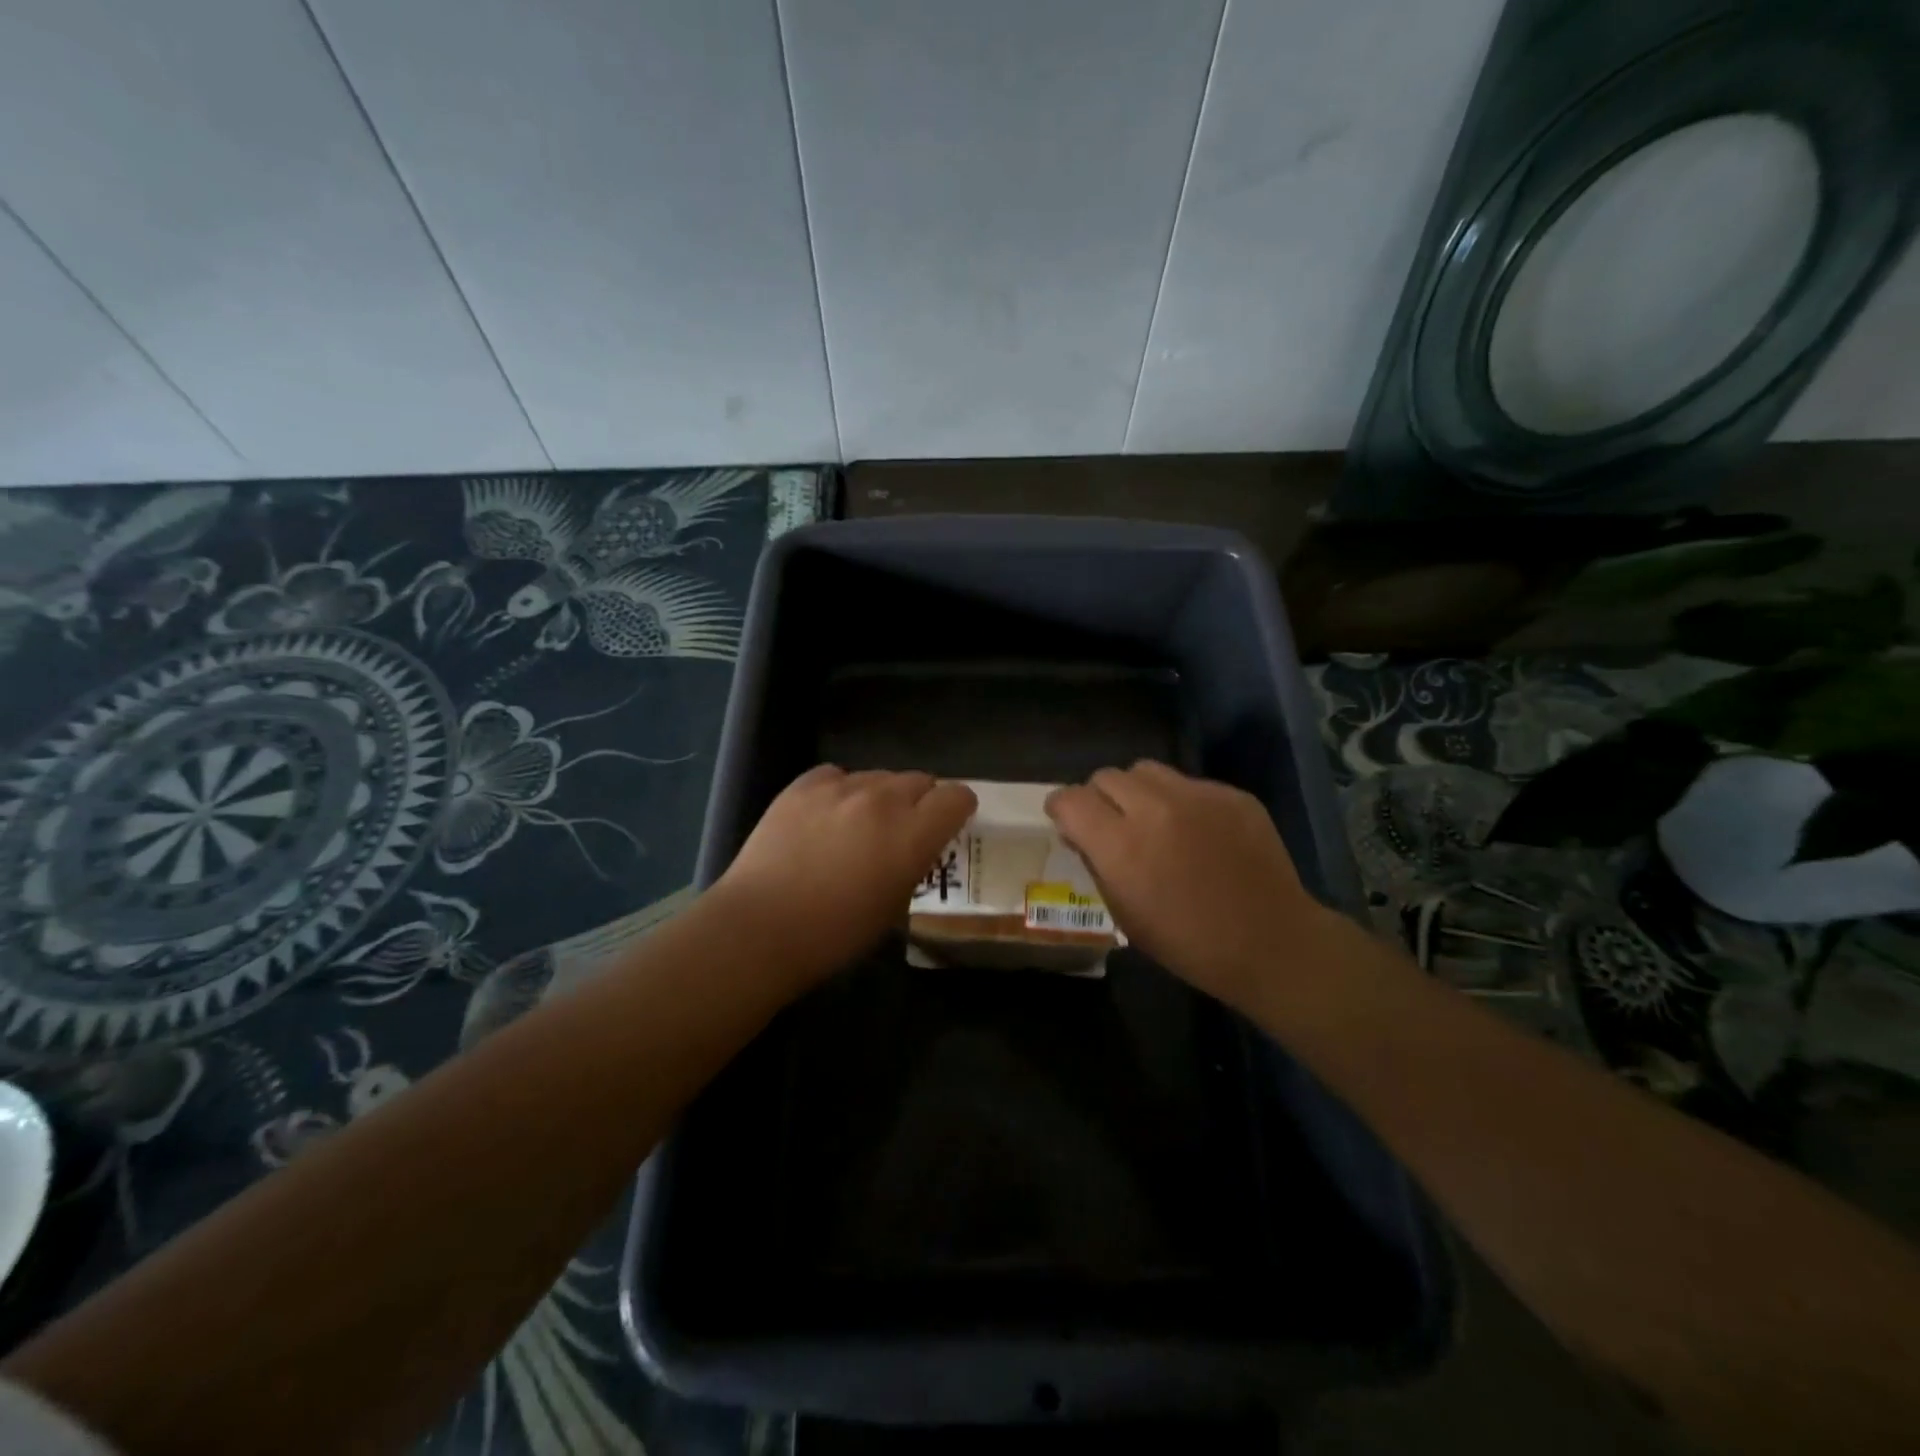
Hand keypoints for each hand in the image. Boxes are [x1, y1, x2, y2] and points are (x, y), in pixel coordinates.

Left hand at [713, 766, 975, 982]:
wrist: (761, 927)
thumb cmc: (835, 933)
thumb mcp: (895, 905)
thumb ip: (915, 862)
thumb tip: (917, 844)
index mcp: (912, 834)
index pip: (956, 796)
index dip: (958, 809)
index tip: (949, 825)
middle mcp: (883, 799)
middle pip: (920, 780)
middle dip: (921, 801)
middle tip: (903, 830)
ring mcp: (840, 787)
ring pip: (879, 776)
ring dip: (882, 796)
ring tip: (860, 825)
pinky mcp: (803, 785)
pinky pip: (838, 775)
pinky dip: (842, 791)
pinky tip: (827, 816)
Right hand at [1046, 761, 1338, 1009]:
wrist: (1271, 943)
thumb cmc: (1188, 944)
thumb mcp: (1125, 914)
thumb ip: (1097, 864)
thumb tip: (1082, 835)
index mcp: (1121, 845)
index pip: (1070, 799)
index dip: (1061, 808)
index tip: (1066, 821)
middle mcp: (1154, 809)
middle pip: (1106, 777)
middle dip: (1098, 798)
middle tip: (1112, 824)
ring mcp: (1197, 796)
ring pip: (1145, 770)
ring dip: (1136, 791)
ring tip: (1152, 819)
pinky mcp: (1231, 794)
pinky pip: (1188, 783)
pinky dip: (1180, 801)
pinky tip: (1197, 832)